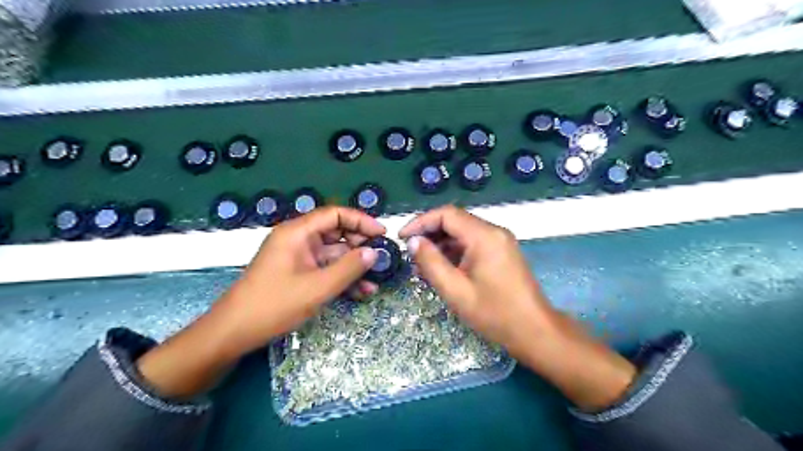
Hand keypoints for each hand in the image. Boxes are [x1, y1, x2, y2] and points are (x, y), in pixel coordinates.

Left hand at [140, 206, 385, 397]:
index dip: (361, 221)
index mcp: (298, 232)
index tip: (382, 234)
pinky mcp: (299, 274)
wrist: (234, 333)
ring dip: (354, 266)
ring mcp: (299, 258)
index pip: (335, 214)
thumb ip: (348, 268)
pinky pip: (325, 270)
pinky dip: (342, 278)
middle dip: (360, 246)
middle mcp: (299, 240)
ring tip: (377, 279)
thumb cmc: (274, 304)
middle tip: (382, 258)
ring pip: (334, 254)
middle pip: (336, 233)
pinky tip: (362, 292)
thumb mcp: (317, 287)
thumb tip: (374, 253)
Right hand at [397, 204, 555, 359]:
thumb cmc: (494, 313)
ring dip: (441, 244)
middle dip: (429, 233)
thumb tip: (413, 242)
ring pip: (462, 232)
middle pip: (454, 221)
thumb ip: (431, 263)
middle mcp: (494, 231)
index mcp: (484, 236)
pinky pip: (472, 243)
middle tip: (410, 252)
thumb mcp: (456, 290)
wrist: (534, 330)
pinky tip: (441, 268)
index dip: (421, 222)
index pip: (446, 214)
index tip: (402, 237)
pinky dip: (454, 251)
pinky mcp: (501, 251)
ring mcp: (500, 241)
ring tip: (421, 264)